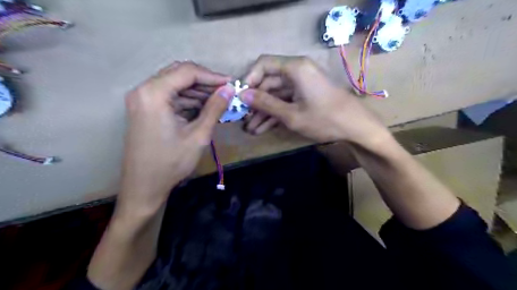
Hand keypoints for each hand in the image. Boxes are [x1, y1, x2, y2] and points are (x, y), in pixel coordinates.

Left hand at [118, 60, 232, 215]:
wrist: (144, 186)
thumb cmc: (171, 163)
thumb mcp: (198, 135)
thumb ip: (214, 109)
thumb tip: (229, 90)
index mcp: (153, 93)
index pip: (187, 72)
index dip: (212, 76)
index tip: (231, 84)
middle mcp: (144, 90)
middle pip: (179, 74)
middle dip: (205, 82)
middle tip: (225, 92)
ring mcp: (142, 100)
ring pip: (175, 85)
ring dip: (197, 91)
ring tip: (218, 101)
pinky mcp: (145, 109)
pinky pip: (170, 96)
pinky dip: (188, 100)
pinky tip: (204, 108)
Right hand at [238, 54, 387, 144]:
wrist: (355, 128)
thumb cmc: (324, 119)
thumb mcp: (292, 115)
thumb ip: (266, 103)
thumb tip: (242, 95)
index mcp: (295, 68)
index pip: (263, 64)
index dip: (249, 79)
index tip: (240, 97)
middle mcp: (296, 72)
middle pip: (268, 83)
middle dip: (255, 102)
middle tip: (242, 118)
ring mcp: (300, 85)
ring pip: (275, 96)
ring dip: (262, 112)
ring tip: (249, 129)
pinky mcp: (304, 97)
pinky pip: (284, 102)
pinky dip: (274, 115)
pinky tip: (261, 129)